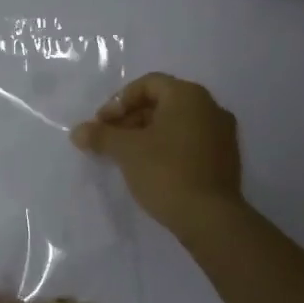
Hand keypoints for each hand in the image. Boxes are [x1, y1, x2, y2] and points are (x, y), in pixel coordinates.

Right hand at [71, 72, 243, 236]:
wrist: (210, 219)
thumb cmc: (165, 172)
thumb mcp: (125, 150)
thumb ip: (100, 135)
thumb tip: (77, 132)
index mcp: (188, 95)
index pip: (147, 84)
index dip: (119, 101)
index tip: (102, 124)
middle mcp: (210, 107)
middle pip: (162, 103)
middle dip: (130, 119)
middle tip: (110, 141)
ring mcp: (223, 134)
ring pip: (176, 124)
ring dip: (147, 134)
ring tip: (126, 157)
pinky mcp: (226, 159)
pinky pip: (190, 142)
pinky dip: (167, 148)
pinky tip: (150, 169)